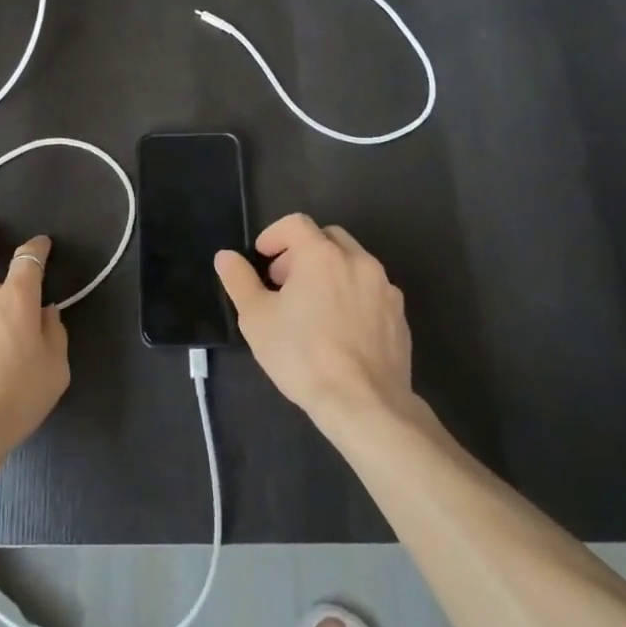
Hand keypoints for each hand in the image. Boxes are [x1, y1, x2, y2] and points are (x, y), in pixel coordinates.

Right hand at [214, 213, 413, 438]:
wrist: (364, 403)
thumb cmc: (302, 355)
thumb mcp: (257, 318)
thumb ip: (239, 280)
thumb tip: (226, 256)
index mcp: (322, 255)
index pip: (296, 223)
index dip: (274, 235)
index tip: (262, 258)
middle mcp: (358, 261)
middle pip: (328, 237)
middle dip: (302, 251)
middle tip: (283, 282)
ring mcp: (384, 288)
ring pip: (353, 263)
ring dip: (329, 272)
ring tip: (312, 307)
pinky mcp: (399, 315)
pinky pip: (372, 290)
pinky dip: (352, 295)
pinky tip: (340, 329)